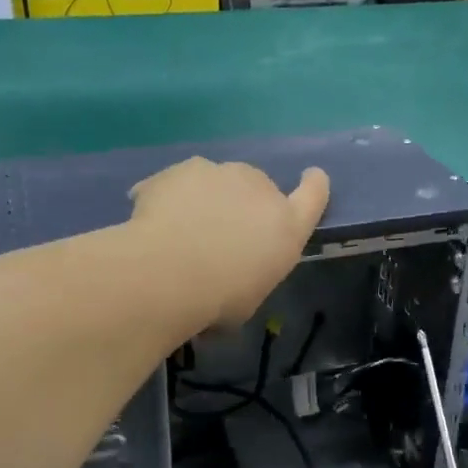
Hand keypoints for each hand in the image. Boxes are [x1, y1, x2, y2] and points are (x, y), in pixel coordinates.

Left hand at [129, 157, 329, 328]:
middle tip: (218, 233)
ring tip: (181, 229)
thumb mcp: (248, 299)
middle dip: (243, 202)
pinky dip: (170, 196)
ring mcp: (221, 172)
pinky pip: (179, 182)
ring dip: (206, 197)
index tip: (311, 176)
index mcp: (287, 226)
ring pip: (217, 180)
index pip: (314, 194)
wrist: (168, 274)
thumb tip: (231, 277)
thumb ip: (250, 273)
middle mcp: (260, 188)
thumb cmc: (218, 300)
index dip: (314, 184)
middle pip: (258, 185)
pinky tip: (152, 221)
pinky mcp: (184, 168)